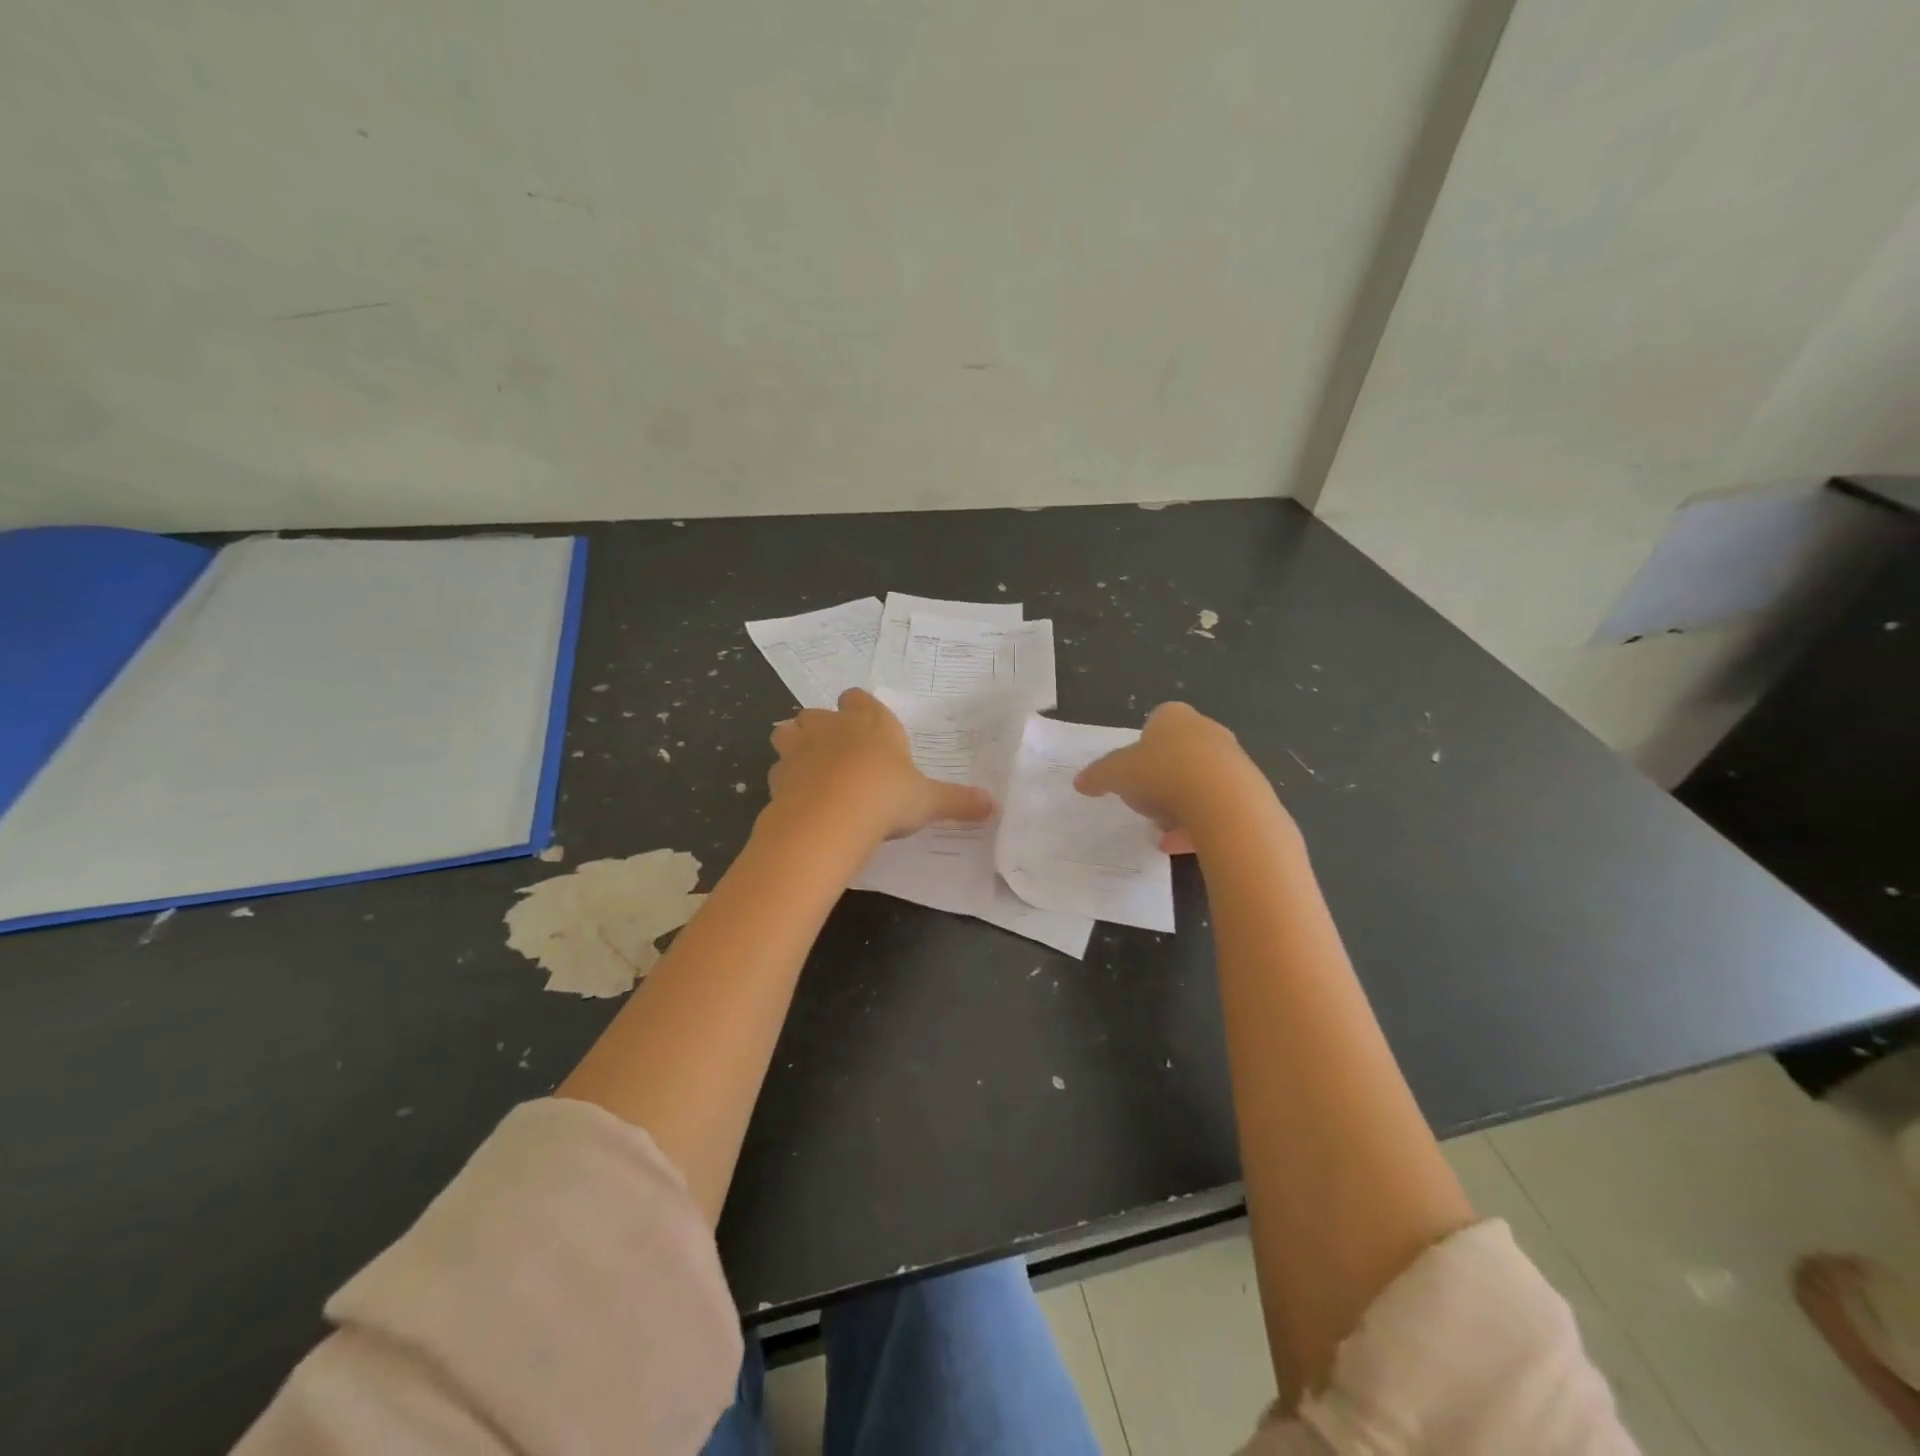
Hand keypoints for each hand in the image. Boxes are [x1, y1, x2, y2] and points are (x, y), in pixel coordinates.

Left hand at [767, 689, 994, 842]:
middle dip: (824, 727)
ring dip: (796, 744)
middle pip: (819, 713)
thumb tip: (994, 806)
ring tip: (810, 768)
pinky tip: (798, 798)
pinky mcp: (778, 774)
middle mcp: (833, 727)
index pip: (859, 699)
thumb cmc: (887, 797)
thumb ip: (958, 801)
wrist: (831, 818)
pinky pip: (778, 769)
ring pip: (788, 731)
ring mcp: (800, 748)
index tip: (868, 728)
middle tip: (839, 752)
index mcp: (871, 723)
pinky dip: (786, 779)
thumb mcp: (929, 801)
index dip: (861, 710)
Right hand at [1074, 702, 1279, 853]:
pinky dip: (1195, 825)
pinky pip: (1215, 808)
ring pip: (1198, 782)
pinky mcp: (1248, 791)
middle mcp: (1207, 731)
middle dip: (1162, 777)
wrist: (1221, 798)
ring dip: (1179, 804)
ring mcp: (1232, 760)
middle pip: (1179, 753)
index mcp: (1173, 717)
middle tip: (1144, 799)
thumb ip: (1097, 776)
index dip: (1141, 748)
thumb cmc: (1161, 771)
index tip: (1131, 772)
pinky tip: (1175, 844)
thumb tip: (1080, 782)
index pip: (1155, 724)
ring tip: (1159, 828)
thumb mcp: (1115, 773)